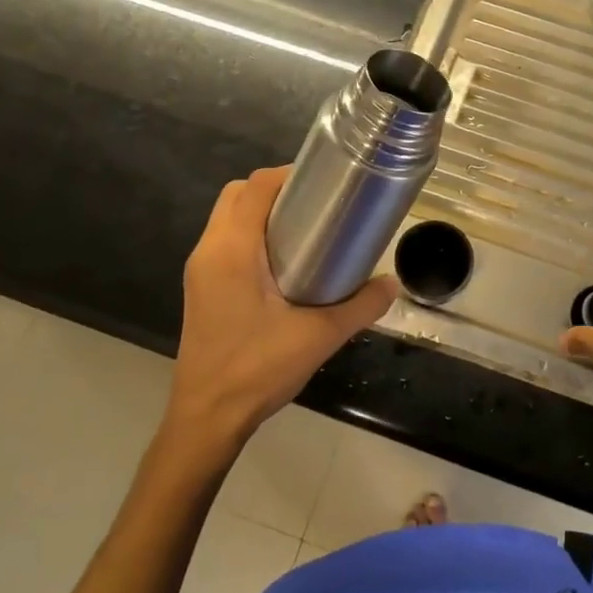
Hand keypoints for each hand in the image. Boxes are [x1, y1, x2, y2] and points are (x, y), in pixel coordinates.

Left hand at [169, 165, 397, 446]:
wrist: (207, 418)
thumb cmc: (257, 370)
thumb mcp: (318, 337)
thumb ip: (360, 307)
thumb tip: (392, 284)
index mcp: (231, 250)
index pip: (254, 187)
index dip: (288, 175)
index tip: (324, 182)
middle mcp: (209, 251)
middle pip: (237, 195)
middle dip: (275, 190)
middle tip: (318, 205)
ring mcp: (200, 270)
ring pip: (228, 218)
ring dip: (261, 213)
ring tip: (307, 229)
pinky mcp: (201, 288)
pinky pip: (225, 242)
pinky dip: (251, 235)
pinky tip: (285, 263)